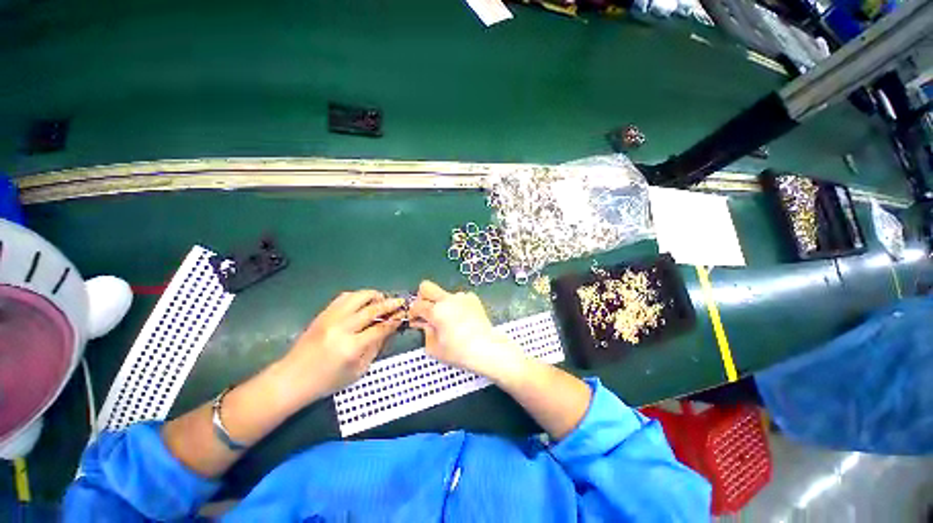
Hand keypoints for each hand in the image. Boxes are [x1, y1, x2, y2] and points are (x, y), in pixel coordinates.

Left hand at [282, 290, 405, 399]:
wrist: (292, 378)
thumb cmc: (327, 381)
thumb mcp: (358, 370)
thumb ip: (376, 347)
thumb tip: (390, 329)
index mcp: (351, 347)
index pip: (380, 327)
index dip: (395, 320)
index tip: (403, 314)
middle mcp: (341, 328)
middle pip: (372, 309)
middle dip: (390, 303)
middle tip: (400, 301)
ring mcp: (330, 318)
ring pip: (358, 297)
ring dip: (374, 295)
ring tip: (382, 299)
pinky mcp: (323, 314)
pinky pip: (344, 297)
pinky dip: (358, 296)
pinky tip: (363, 301)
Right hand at [410, 280, 525, 380]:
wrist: (486, 348)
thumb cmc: (458, 352)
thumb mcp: (434, 348)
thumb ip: (425, 333)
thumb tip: (425, 324)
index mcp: (436, 311)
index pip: (417, 305)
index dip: (413, 313)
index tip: (416, 320)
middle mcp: (447, 299)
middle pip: (426, 286)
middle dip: (422, 297)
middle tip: (426, 310)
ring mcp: (461, 297)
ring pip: (445, 293)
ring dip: (442, 303)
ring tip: (449, 319)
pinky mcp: (473, 298)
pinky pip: (459, 298)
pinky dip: (457, 305)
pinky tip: (462, 318)